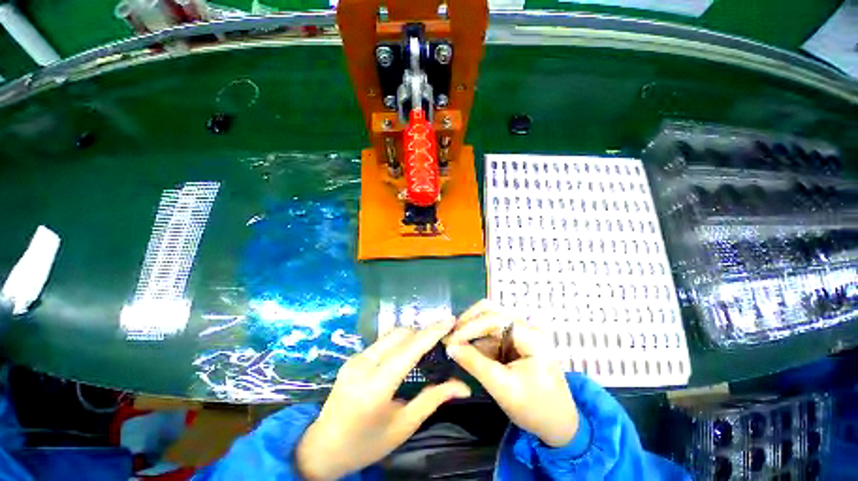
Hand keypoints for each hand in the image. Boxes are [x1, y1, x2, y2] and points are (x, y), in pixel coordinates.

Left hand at [296, 319, 470, 479]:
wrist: (323, 448)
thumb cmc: (367, 444)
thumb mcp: (403, 426)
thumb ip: (433, 400)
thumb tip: (463, 386)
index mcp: (375, 387)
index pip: (409, 350)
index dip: (432, 332)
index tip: (450, 320)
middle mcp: (363, 365)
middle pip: (401, 335)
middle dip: (423, 332)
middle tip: (443, 338)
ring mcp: (355, 358)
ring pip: (391, 334)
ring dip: (412, 335)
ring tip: (429, 343)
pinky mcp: (353, 357)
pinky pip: (383, 341)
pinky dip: (400, 341)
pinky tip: (408, 351)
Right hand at [445, 300, 578, 446]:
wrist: (558, 424)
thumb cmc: (535, 409)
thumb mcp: (503, 389)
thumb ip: (475, 364)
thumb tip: (450, 347)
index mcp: (531, 337)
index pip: (495, 320)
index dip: (470, 327)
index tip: (450, 340)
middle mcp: (527, 327)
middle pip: (491, 311)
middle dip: (468, 322)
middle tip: (450, 336)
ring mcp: (521, 331)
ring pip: (489, 319)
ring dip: (471, 329)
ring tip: (453, 342)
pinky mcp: (515, 339)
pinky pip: (491, 332)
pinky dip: (477, 338)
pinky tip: (465, 348)